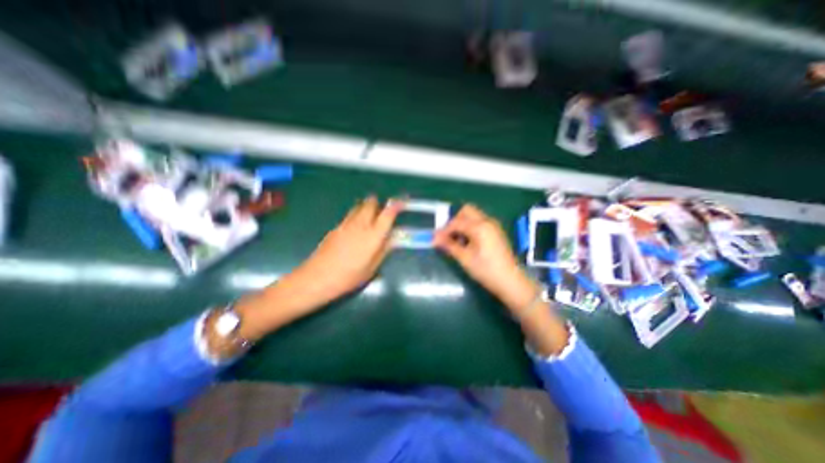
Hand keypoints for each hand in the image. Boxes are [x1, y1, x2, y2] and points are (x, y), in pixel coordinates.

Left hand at [283, 196, 401, 303]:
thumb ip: (383, 250)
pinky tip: (355, 226)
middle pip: (370, 204)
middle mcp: (361, 224)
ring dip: (366, 206)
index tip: (401, 202)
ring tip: (369, 214)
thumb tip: (392, 239)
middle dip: (378, 202)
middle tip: (382, 209)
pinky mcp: (336, 227)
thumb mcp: (372, 268)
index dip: (396, 205)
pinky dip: (356, 214)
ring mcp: (346, 224)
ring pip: (358, 206)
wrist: (318, 277)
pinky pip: (350, 215)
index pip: (388, 214)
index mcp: (374, 235)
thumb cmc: (349, 276)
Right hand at [433, 204, 567, 353]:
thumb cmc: (486, 270)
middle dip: (454, 221)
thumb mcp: (465, 258)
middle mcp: (487, 221)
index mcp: (479, 226)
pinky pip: (480, 222)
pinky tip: (468, 242)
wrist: (510, 281)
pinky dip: (471, 227)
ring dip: (463, 224)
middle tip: (448, 236)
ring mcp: (493, 226)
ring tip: (457, 241)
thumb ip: (449, 245)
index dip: (444, 230)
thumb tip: (434, 238)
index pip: (456, 222)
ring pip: (474, 216)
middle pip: (467, 211)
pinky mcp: (496, 232)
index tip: (435, 239)